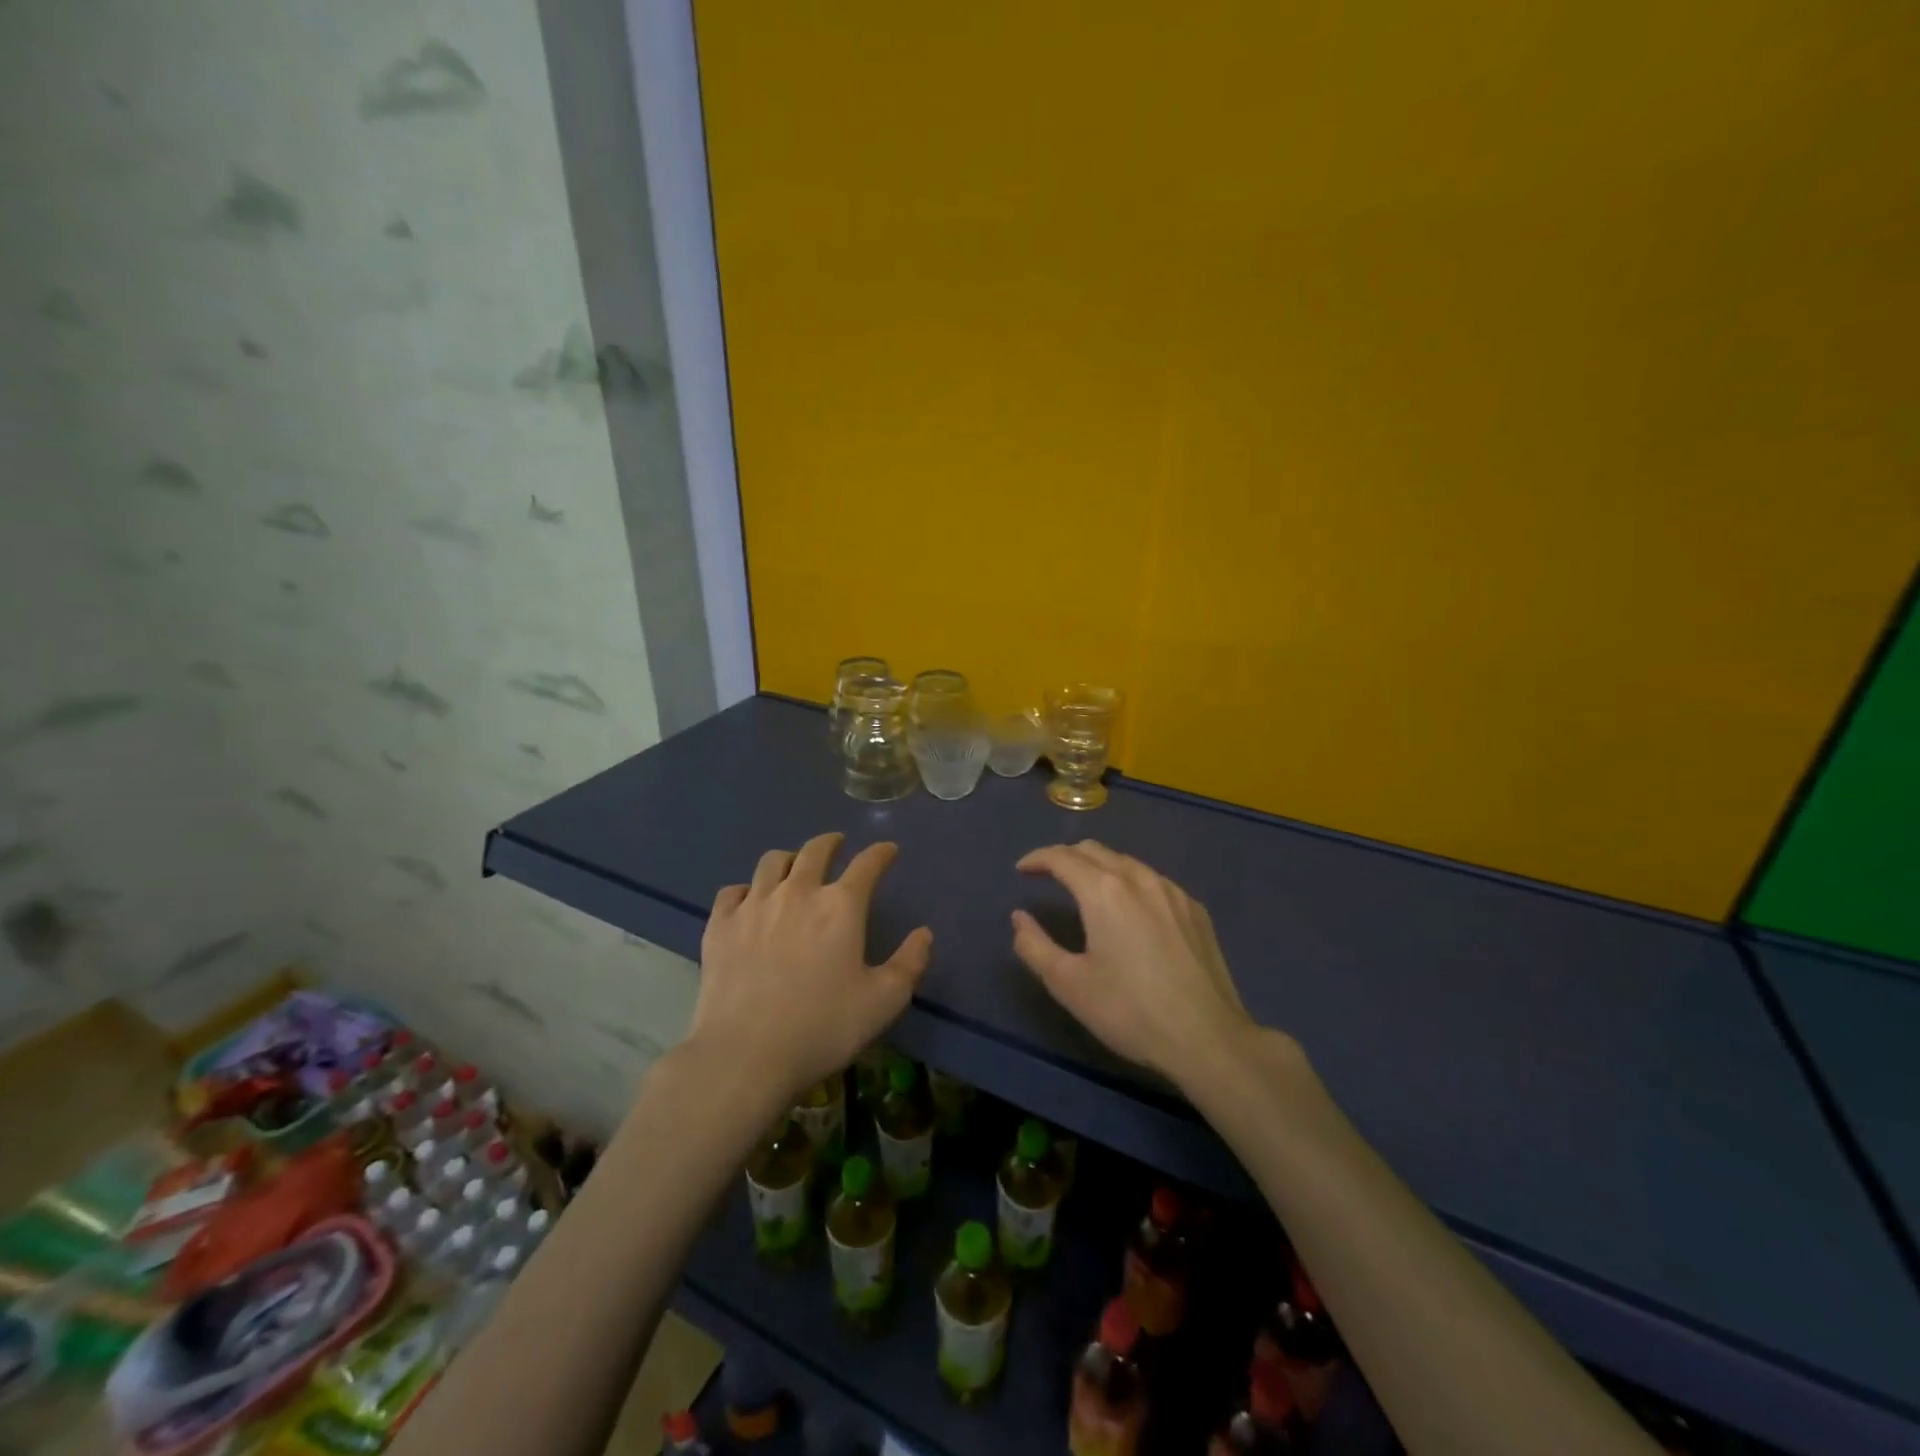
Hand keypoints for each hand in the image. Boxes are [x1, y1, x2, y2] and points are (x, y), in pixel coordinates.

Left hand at [692, 832, 932, 1100]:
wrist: (744, 1055)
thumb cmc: (822, 1029)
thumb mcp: (883, 1002)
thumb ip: (910, 963)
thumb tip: (924, 933)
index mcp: (841, 906)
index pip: (867, 864)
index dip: (881, 853)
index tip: (888, 850)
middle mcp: (798, 892)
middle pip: (815, 850)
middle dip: (831, 842)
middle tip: (837, 844)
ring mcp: (754, 905)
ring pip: (772, 861)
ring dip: (789, 858)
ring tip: (794, 867)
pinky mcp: (720, 925)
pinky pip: (733, 891)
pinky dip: (747, 889)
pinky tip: (750, 901)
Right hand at [1011, 841, 1253, 1083]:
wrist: (1208, 1038)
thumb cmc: (1130, 1011)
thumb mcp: (1069, 984)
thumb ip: (1034, 946)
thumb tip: (1019, 918)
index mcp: (1104, 891)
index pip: (1062, 857)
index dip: (1037, 859)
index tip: (1021, 870)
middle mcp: (1139, 878)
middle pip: (1094, 850)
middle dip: (1066, 857)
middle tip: (1048, 876)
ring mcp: (1172, 891)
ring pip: (1126, 862)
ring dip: (1099, 867)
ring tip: (1086, 890)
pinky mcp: (1195, 909)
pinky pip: (1153, 881)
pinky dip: (1129, 883)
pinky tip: (1130, 910)